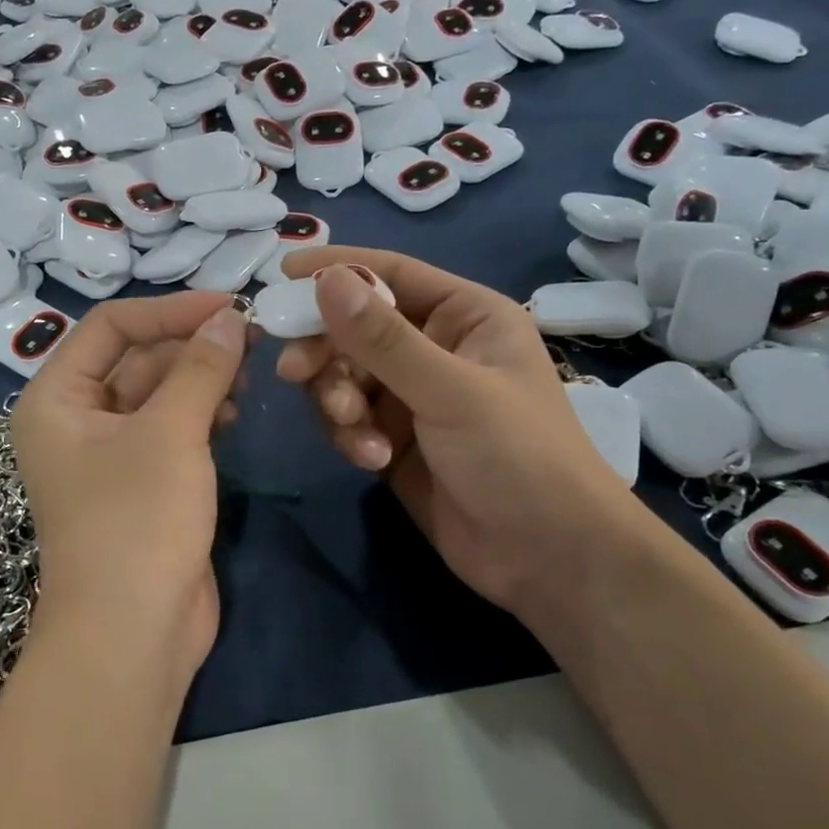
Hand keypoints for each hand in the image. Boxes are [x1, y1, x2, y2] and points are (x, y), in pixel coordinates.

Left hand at [10, 292, 249, 678]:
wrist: (133, 634)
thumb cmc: (137, 520)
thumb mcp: (170, 432)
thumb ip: (201, 368)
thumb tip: (230, 318)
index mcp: (56, 398)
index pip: (111, 327)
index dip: (170, 310)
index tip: (229, 306)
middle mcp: (76, 420)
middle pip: (136, 359)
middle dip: (190, 346)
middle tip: (250, 337)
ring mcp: (109, 455)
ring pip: (158, 394)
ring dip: (200, 380)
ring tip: (247, 377)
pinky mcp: (142, 484)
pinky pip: (171, 430)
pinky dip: (201, 416)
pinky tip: (234, 416)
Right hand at [274, 248, 644, 617]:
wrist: (548, 559)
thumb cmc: (518, 456)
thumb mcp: (450, 390)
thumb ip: (383, 339)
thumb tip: (326, 279)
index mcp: (464, 316)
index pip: (391, 273)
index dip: (336, 269)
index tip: (280, 274)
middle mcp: (435, 348)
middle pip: (355, 327)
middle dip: (326, 351)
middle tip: (294, 372)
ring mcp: (412, 396)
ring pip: (345, 376)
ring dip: (338, 400)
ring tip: (352, 428)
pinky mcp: (394, 439)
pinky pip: (350, 420)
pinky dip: (351, 436)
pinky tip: (372, 460)